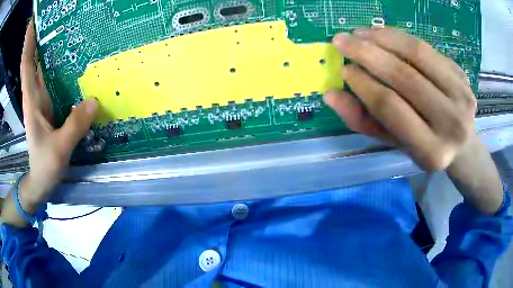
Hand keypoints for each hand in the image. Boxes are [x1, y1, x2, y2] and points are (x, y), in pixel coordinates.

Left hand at [18, 20, 97, 210]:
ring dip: (46, 49)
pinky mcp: (48, 106)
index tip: (32, 23)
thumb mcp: (58, 150)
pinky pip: (50, 80)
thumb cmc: (44, 166)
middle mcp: (35, 95)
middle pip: (33, 61)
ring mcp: (41, 100)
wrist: (40, 180)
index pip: (27, 66)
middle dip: (37, 39)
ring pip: (41, 69)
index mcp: (32, 101)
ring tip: (59, 29)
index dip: (28, 44)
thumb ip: (74, 126)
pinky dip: (55, 66)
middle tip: (50, 18)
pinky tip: (66, 58)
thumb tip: (94, 100)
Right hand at [325, 28, 503, 213]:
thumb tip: (330, 94)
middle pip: (405, 77)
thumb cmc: (425, 147)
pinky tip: (381, 33)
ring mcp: (461, 95)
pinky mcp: (462, 75)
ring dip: (383, 38)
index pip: (391, 108)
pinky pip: (426, 48)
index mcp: (432, 151)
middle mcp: (452, 123)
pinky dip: (400, 37)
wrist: (462, 144)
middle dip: (368, 54)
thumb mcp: (395, 143)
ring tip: (359, 33)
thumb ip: (363, 121)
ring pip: (417, 54)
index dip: (363, 84)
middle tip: (341, 41)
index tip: (343, 69)